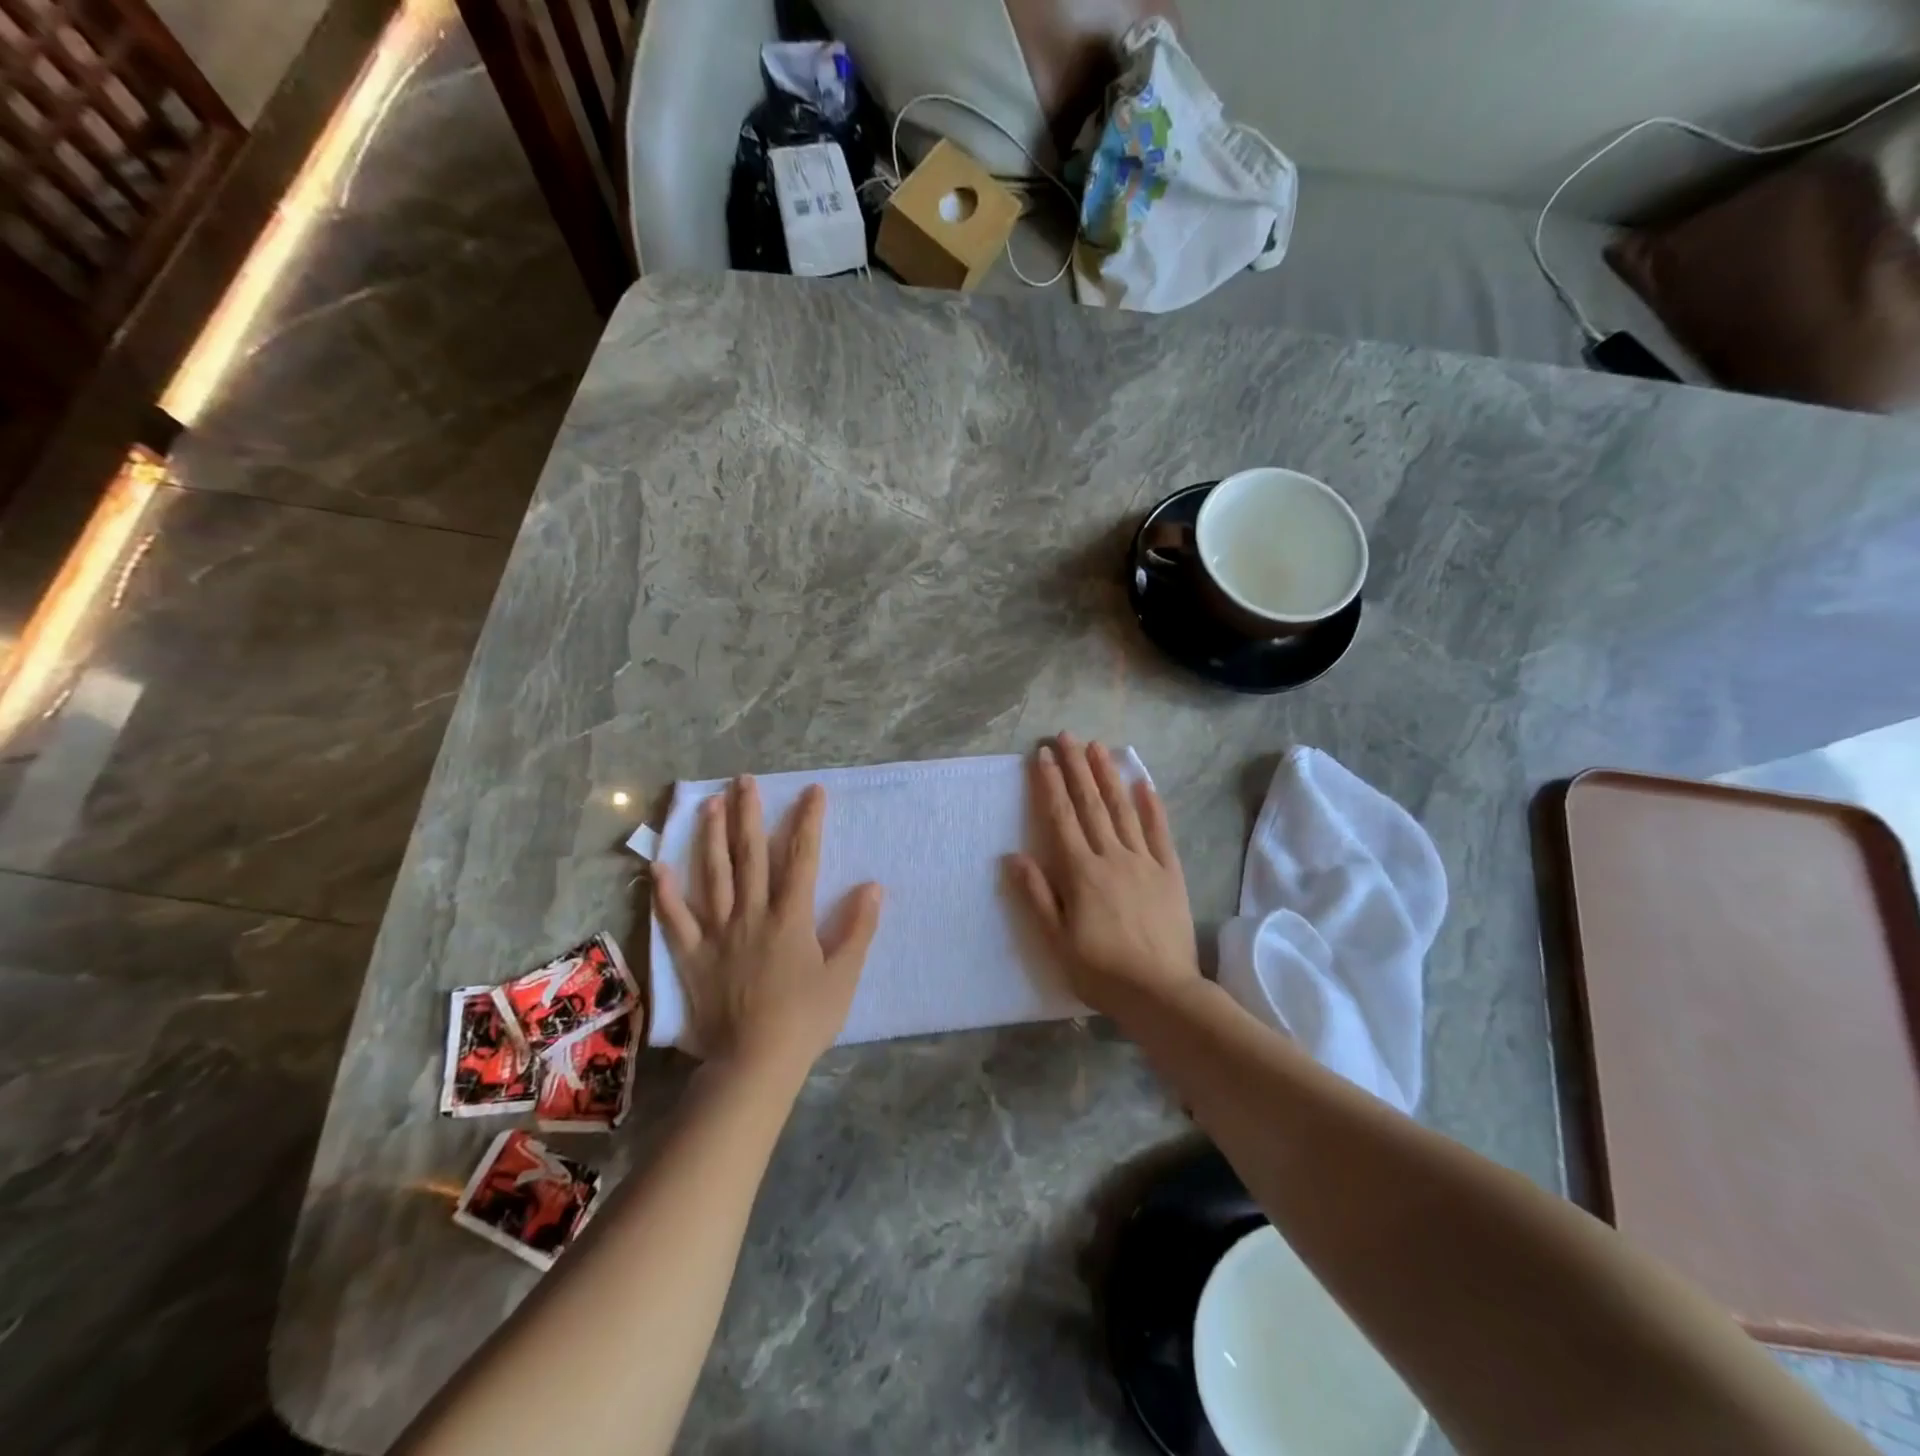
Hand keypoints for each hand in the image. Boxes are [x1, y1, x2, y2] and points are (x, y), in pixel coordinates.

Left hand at [652, 777, 882, 1075]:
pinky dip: (666, 893)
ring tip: (708, 804)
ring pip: (712, 875)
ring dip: (710, 837)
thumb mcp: (843, 976)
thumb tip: (872, 886)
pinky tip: (658, 866)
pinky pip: (675, 919)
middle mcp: (752, 914)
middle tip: (744, 781)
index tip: (812, 791)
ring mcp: (718, 933)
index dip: (808, 821)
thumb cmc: (805, 1020)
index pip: (802, 857)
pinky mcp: (693, 955)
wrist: (754, 1064)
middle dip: (749, 814)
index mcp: (790, 917)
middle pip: (750, 855)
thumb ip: (857, 929)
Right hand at [1006, 735, 1201, 1018]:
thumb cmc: (1101, 971)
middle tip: (1066, 736)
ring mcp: (1144, 861)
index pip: (1061, 817)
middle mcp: (1111, 856)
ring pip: (1123, 809)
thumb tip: (1012, 856)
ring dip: (1108, 775)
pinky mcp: (1169, 873)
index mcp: (1080, 872)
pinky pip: (1159, 832)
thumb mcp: (1055, 941)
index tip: (1043, 755)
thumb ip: (1036, 895)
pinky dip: (1152, 806)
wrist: (1160, 993)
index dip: (1050, 784)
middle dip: (1077, 767)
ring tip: (1098, 746)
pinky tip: (1145, 783)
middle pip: (1091, 804)